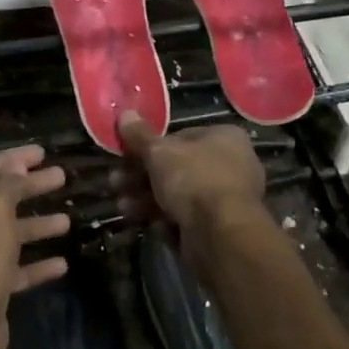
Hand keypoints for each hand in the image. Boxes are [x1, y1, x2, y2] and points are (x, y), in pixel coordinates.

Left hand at [0, 145, 70, 348]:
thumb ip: (9, 183)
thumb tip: (16, 165)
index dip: (12, 159)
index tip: (42, 153)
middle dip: (29, 188)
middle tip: (61, 177)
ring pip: (5, 233)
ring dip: (35, 226)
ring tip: (67, 220)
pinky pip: (10, 267)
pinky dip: (33, 264)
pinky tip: (61, 263)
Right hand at [117, 113, 271, 276]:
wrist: (221, 235)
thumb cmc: (193, 179)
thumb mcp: (160, 152)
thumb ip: (140, 136)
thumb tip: (125, 113)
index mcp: (225, 138)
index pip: (181, 136)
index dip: (151, 146)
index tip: (127, 155)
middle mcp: (231, 165)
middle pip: (177, 168)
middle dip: (142, 176)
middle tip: (116, 182)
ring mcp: (226, 200)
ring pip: (178, 196)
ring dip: (146, 199)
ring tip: (122, 206)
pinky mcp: (218, 229)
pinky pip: (186, 220)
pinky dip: (164, 221)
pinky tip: (146, 224)